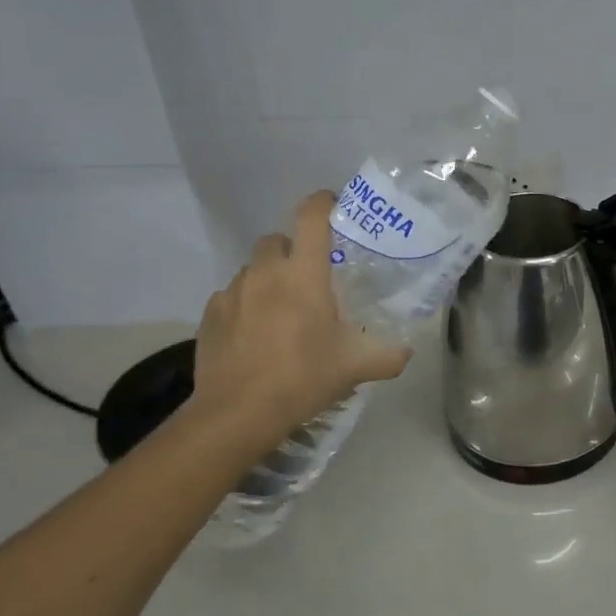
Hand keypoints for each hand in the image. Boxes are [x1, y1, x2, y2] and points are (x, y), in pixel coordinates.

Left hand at [190, 191, 411, 449]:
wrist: (238, 413)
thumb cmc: (304, 376)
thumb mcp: (357, 367)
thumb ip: (389, 355)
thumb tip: (406, 351)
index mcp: (304, 273)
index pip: (311, 216)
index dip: (323, 202)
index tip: (334, 206)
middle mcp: (266, 272)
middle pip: (277, 239)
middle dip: (293, 250)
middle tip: (310, 278)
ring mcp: (233, 292)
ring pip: (253, 269)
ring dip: (268, 279)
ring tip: (281, 310)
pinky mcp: (209, 315)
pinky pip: (231, 297)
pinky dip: (244, 305)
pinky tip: (254, 334)